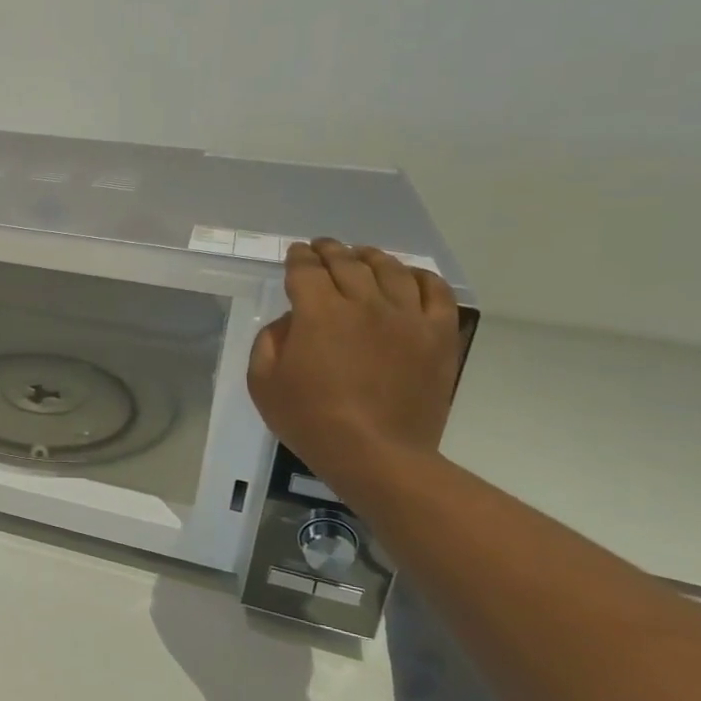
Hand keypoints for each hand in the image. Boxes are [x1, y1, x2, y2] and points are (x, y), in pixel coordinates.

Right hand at [247, 240, 461, 488]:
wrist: (375, 454)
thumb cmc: (309, 420)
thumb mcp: (262, 382)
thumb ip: (269, 341)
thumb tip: (291, 320)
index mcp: (319, 312)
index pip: (307, 269)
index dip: (298, 257)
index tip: (295, 253)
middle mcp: (364, 303)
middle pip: (347, 262)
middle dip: (330, 250)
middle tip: (322, 247)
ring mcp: (406, 317)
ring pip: (391, 269)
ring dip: (371, 257)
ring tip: (362, 256)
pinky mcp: (438, 335)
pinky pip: (435, 291)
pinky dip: (420, 277)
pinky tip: (409, 277)